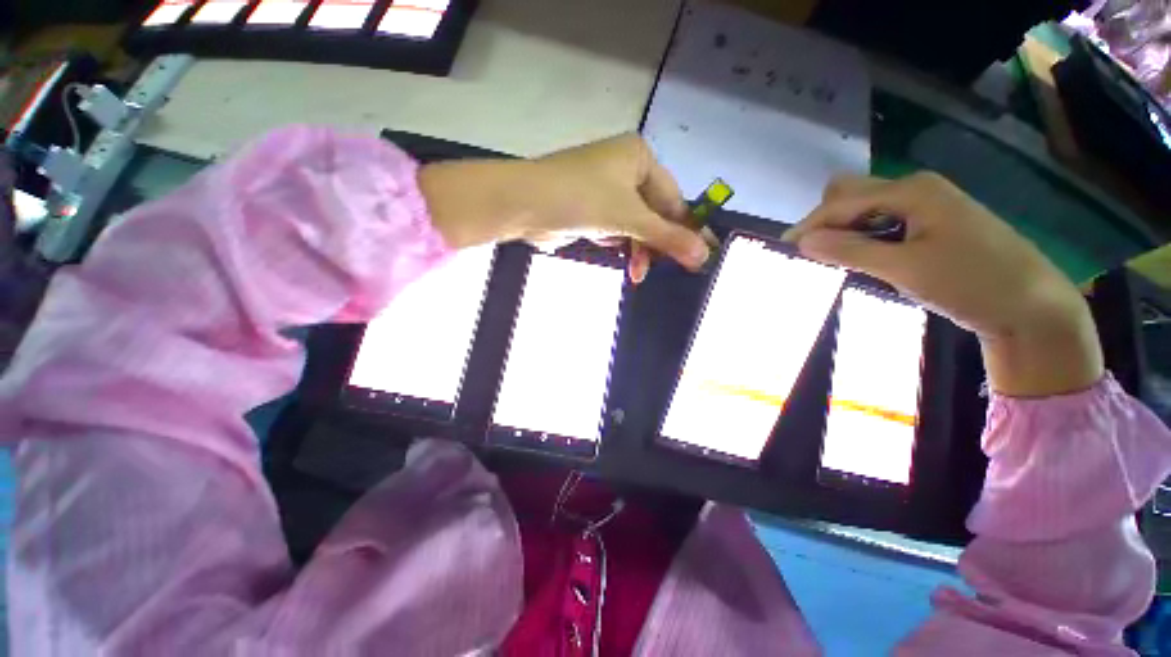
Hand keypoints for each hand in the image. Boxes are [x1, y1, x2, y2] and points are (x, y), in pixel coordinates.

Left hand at [418, 134, 711, 282]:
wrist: (523, 204)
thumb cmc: (581, 199)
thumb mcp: (629, 218)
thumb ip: (667, 237)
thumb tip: (704, 256)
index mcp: (638, 158)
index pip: (673, 198)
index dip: (687, 229)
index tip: (702, 255)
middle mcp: (624, 169)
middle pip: (653, 213)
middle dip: (656, 244)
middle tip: (664, 270)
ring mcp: (605, 189)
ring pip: (633, 224)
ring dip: (636, 248)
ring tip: (636, 271)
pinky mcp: (589, 208)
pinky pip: (614, 228)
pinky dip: (617, 242)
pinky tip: (616, 252)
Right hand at [785, 172, 1102, 396]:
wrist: (1032, 305)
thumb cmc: (972, 282)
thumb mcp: (905, 269)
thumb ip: (850, 251)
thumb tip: (802, 241)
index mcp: (911, 191)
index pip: (842, 202)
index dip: (810, 225)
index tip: (784, 250)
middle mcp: (916, 189)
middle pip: (852, 194)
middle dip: (825, 220)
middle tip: (813, 252)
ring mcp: (926, 206)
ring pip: (866, 208)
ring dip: (843, 229)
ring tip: (831, 258)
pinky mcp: (932, 224)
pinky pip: (883, 222)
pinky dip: (863, 236)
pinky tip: (861, 257)